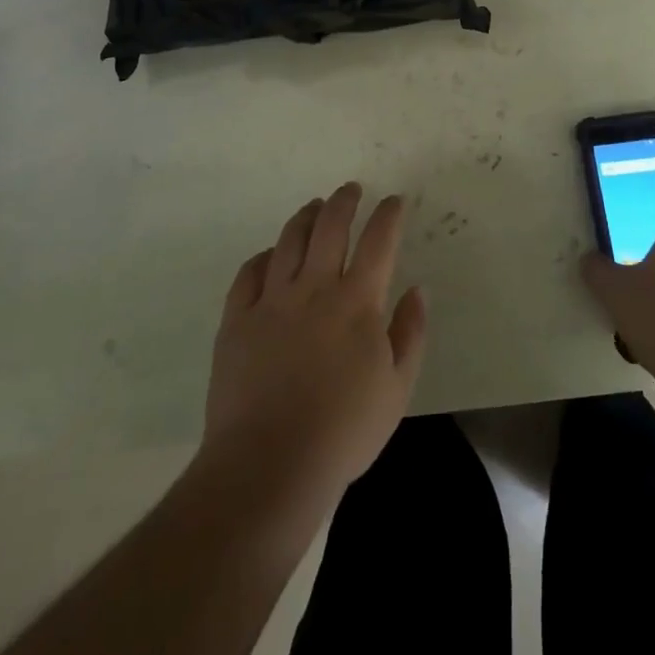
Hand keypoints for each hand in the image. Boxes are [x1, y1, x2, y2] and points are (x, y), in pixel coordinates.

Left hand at [200, 182, 427, 519]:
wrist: (269, 465)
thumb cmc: (343, 431)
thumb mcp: (397, 389)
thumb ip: (410, 333)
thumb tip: (417, 289)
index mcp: (356, 301)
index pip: (378, 241)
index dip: (388, 215)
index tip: (394, 201)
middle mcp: (314, 288)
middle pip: (329, 226)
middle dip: (344, 200)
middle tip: (351, 189)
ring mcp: (271, 300)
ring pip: (289, 240)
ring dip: (305, 216)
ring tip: (314, 206)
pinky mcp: (237, 319)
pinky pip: (249, 273)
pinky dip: (264, 256)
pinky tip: (271, 255)